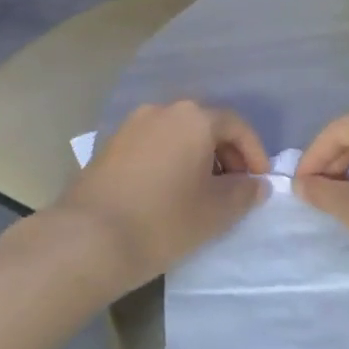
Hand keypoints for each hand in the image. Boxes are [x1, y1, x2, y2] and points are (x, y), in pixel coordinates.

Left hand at [53, 101, 268, 298]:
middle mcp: (162, 110)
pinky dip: (170, 161)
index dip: (254, 153)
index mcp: (193, 117)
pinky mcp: (110, 144)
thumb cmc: (163, 220)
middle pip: (205, 124)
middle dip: (226, 154)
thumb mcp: (216, 212)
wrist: (89, 238)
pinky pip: (153, 144)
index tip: (260, 182)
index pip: (235, 125)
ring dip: (197, 157)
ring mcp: (132, 125)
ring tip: (203, 193)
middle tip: (235, 189)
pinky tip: (170, 193)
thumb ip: (244, 193)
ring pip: (177, 134)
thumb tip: (255, 184)